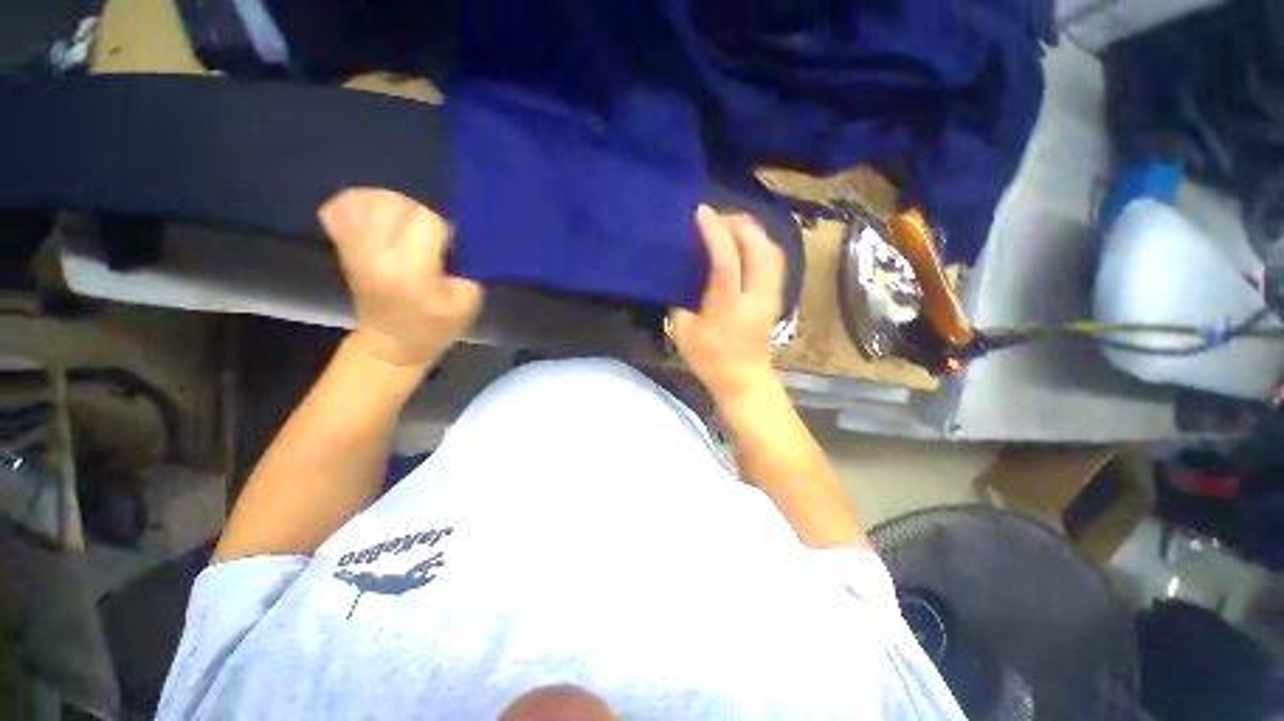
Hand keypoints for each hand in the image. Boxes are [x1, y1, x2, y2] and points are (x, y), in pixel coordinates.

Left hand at [319, 188, 483, 367]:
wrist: (390, 343)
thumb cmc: (433, 327)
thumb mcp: (467, 304)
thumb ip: (468, 269)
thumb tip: (460, 241)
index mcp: (410, 270)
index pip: (426, 221)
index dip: (444, 228)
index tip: (449, 246)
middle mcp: (377, 253)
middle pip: (396, 204)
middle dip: (419, 214)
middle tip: (429, 236)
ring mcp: (354, 248)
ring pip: (367, 200)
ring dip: (391, 204)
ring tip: (404, 223)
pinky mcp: (343, 246)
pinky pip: (339, 208)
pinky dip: (358, 203)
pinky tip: (375, 216)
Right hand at [670, 205, 784, 403]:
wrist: (744, 381)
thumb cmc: (711, 361)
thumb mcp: (684, 334)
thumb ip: (680, 302)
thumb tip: (682, 280)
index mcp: (729, 306)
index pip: (726, 259)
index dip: (714, 232)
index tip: (701, 212)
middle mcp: (756, 296)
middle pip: (757, 247)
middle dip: (737, 224)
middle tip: (716, 218)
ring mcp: (770, 296)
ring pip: (772, 251)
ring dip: (753, 231)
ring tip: (732, 225)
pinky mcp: (776, 298)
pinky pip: (775, 261)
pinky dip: (762, 244)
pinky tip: (747, 243)